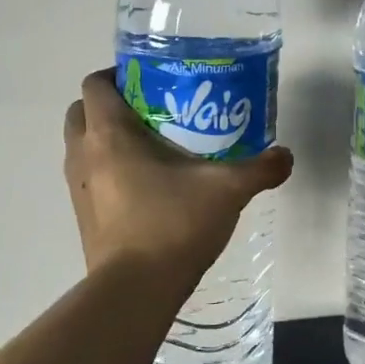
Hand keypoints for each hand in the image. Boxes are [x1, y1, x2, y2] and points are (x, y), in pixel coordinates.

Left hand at [63, 68, 293, 277]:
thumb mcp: (227, 190)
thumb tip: (286, 156)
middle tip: (152, 111)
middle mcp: (84, 155)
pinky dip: (108, 171)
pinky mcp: (83, 217)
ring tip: (152, 146)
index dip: (118, 74)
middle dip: (109, 105)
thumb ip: (260, 169)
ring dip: (106, 139)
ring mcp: (78, 189)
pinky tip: (148, 186)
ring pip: (82, 146)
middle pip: (82, 111)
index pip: (96, 84)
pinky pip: (90, 178)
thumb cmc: (174, 224)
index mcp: (110, 134)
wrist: (136, 290)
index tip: (151, 80)